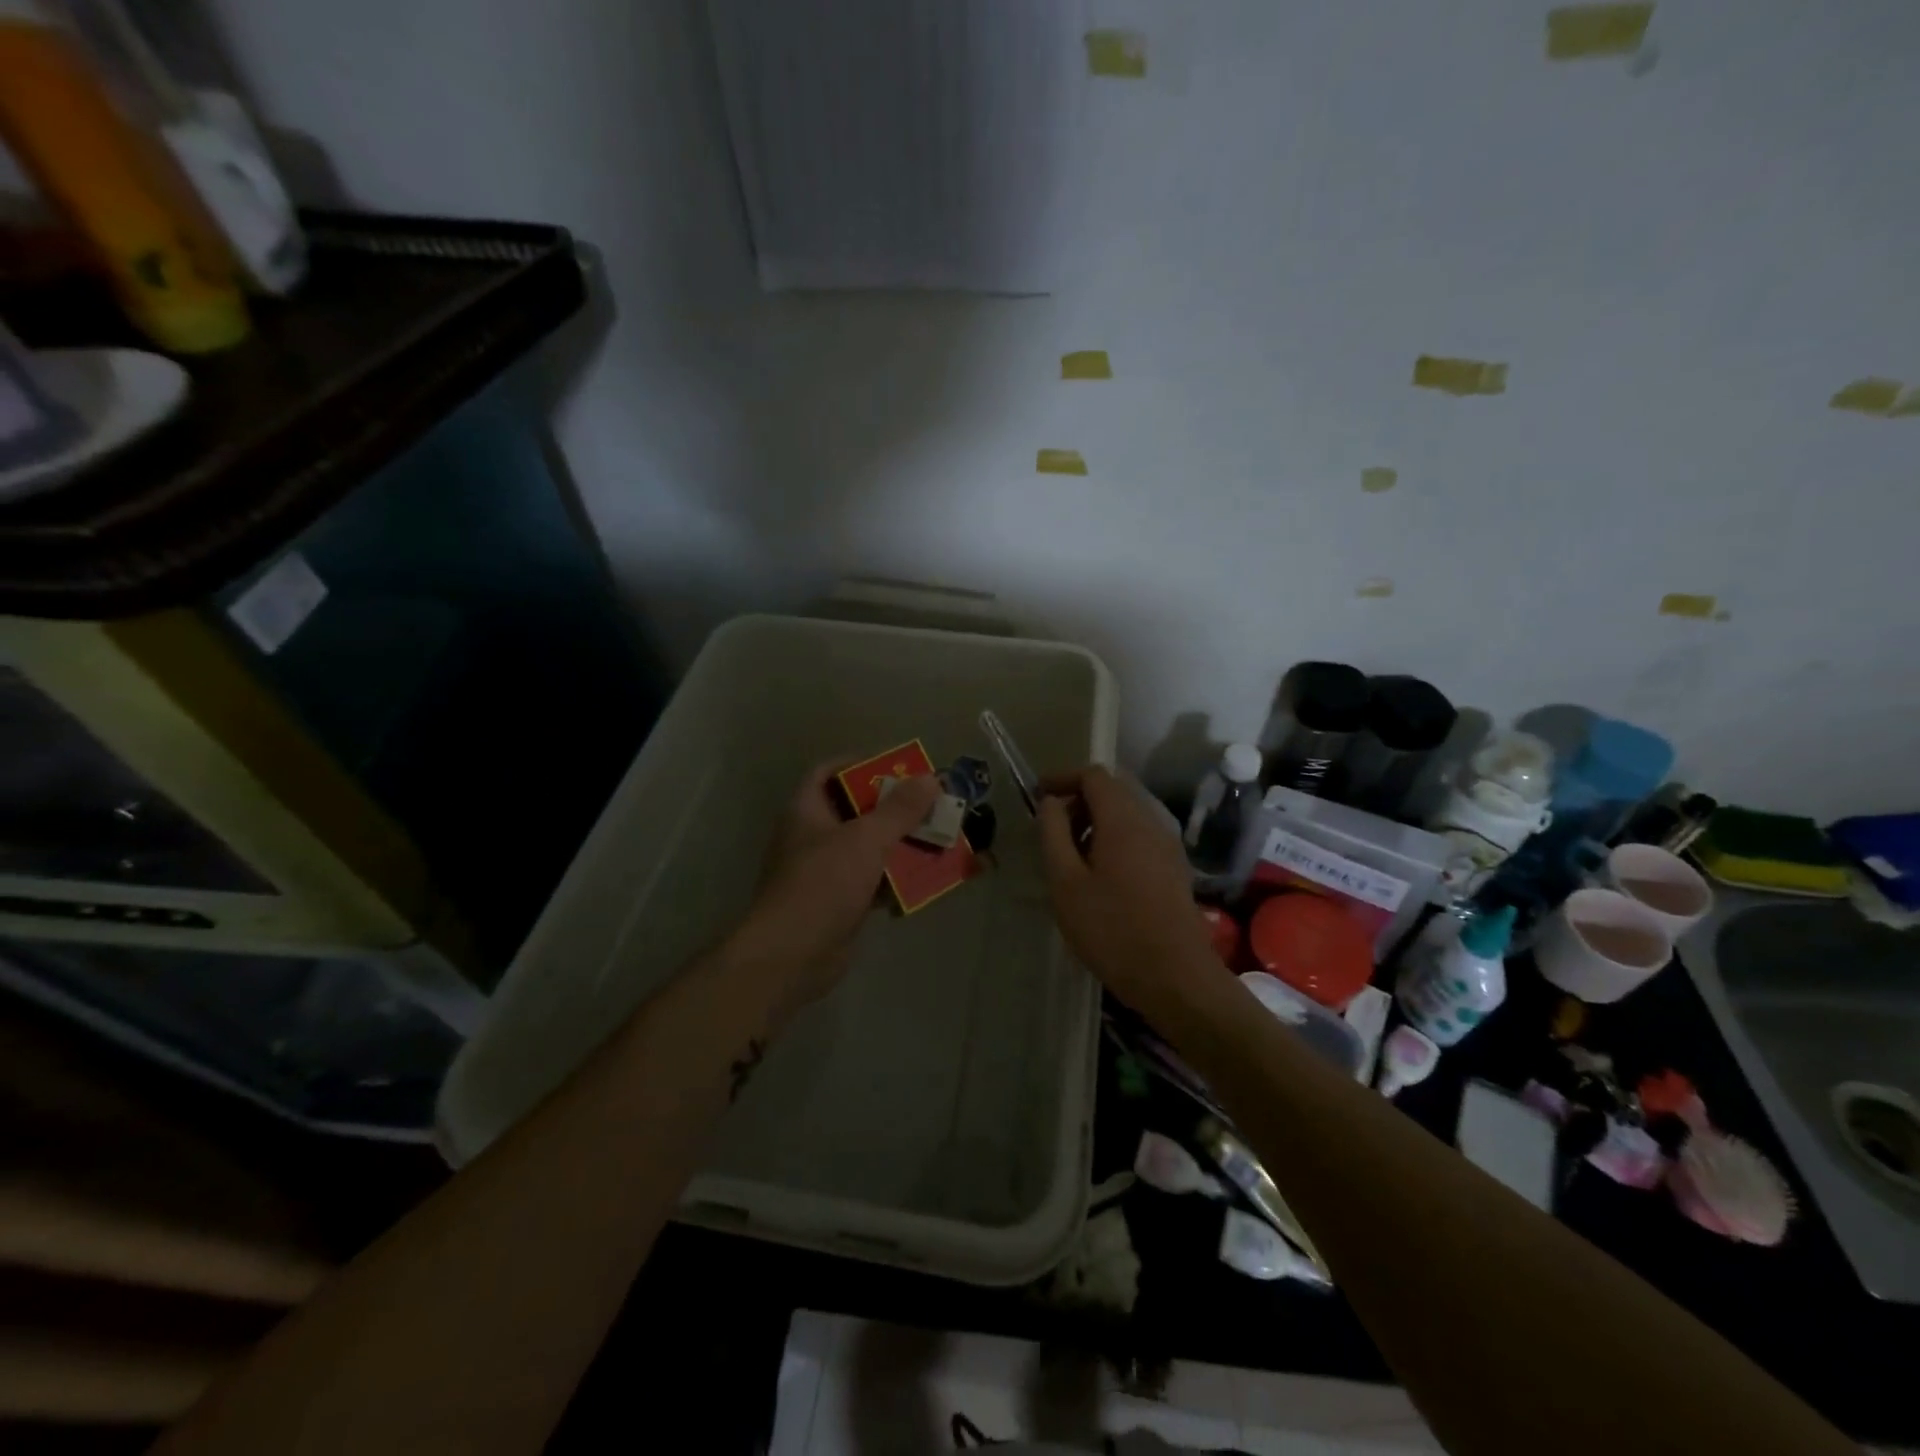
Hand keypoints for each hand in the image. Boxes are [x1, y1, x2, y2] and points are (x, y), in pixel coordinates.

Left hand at [732, 760, 940, 1017]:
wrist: (792, 956)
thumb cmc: (823, 884)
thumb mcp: (866, 839)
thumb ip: (899, 810)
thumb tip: (930, 778)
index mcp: (807, 810)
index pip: (828, 772)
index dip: (860, 764)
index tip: (896, 768)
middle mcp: (813, 837)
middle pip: (856, 811)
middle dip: (895, 809)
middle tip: (931, 805)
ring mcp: (825, 872)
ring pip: (869, 848)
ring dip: (902, 845)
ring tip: (940, 840)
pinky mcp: (840, 903)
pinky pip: (874, 881)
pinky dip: (897, 880)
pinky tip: (927, 881)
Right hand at [1037, 766, 1220, 1014]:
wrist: (1175, 977)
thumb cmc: (1112, 929)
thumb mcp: (1066, 882)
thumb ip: (1053, 834)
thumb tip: (1050, 802)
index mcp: (1123, 819)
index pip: (1094, 775)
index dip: (1062, 778)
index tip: (1038, 796)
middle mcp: (1151, 822)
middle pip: (1113, 790)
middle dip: (1079, 800)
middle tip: (1052, 829)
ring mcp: (1167, 845)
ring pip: (1128, 813)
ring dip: (1096, 821)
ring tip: (1071, 856)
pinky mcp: (1174, 868)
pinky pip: (1140, 835)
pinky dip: (1114, 839)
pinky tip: (1100, 875)